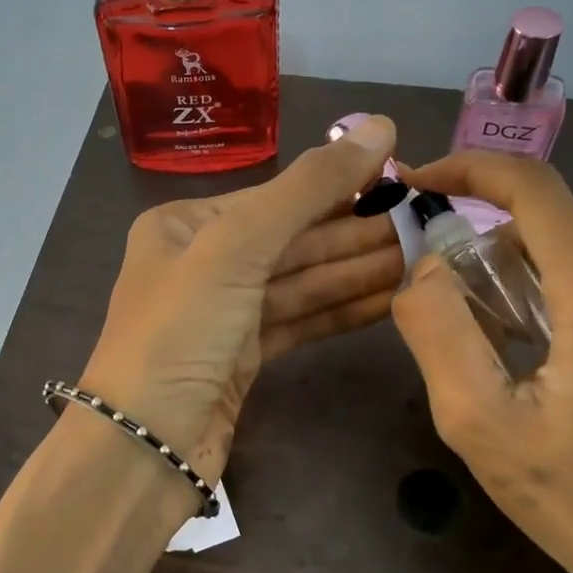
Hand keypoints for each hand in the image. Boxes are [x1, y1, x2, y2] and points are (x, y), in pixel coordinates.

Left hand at [80, 116, 402, 490]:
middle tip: (428, 222)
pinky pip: (302, 320)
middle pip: (294, 239)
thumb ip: (308, 189)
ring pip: (303, 281)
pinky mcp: (245, 357)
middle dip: (358, 233)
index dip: (341, 187)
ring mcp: (225, 313)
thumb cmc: (180, 333)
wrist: (144, 446)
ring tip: (424, 256)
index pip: (276, 197)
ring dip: (360, 270)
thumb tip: (380, 125)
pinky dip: (343, 310)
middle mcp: (203, 262)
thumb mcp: (237, 247)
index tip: (404, 177)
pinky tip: (392, 298)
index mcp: (186, 225)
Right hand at [391, 151, 572, 572]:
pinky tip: (530, 359)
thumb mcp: (477, 422)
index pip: (535, 189)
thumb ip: (437, 329)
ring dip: (511, 280)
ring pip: (568, 257)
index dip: (469, 169)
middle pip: (547, 228)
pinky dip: (546, 299)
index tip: (416, 184)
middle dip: (480, 246)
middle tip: (435, 303)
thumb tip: (425, 265)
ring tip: (483, 349)